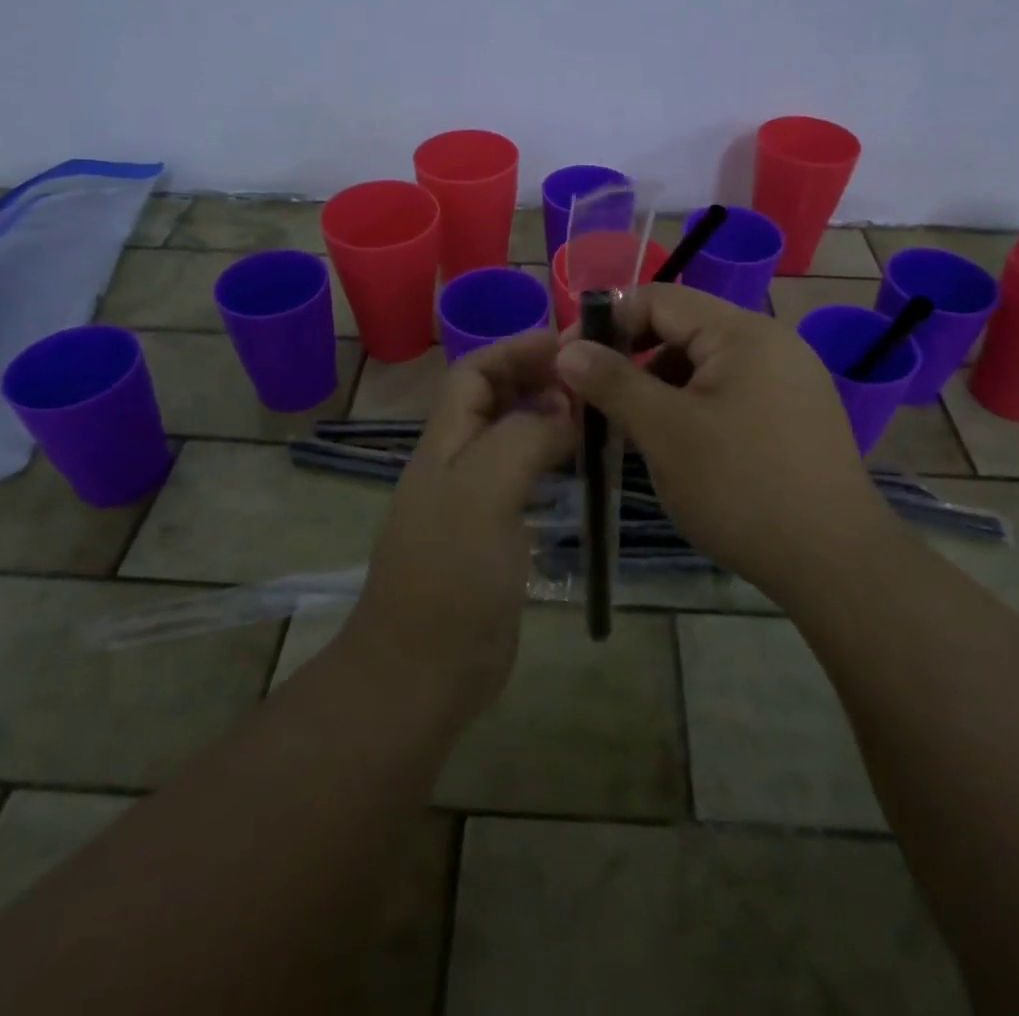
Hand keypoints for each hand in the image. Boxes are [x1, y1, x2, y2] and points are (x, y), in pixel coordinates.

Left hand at [341, 330, 574, 722]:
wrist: (423, 673)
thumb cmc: (450, 577)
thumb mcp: (484, 493)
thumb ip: (523, 439)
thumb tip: (564, 410)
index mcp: (445, 443)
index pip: (474, 373)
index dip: (515, 350)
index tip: (569, 345)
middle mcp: (456, 463)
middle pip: (493, 400)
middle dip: (536, 378)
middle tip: (592, 378)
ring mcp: (474, 501)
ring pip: (512, 439)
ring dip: (547, 418)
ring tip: (595, 415)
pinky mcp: (493, 536)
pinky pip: (524, 480)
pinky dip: (552, 462)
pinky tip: (581, 468)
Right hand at [555, 284, 886, 599]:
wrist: (835, 562)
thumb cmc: (740, 487)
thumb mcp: (664, 431)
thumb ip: (613, 381)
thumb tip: (568, 349)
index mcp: (742, 332)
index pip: (659, 299)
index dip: (607, 323)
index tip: (569, 361)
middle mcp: (771, 342)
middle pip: (683, 329)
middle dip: (633, 358)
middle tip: (596, 399)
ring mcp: (790, 379)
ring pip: (705, 364)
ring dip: (661, 385)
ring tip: (635, 429)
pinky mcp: (796, 414)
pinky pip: (730, 391)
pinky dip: (693, 407)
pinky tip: (680, 446)